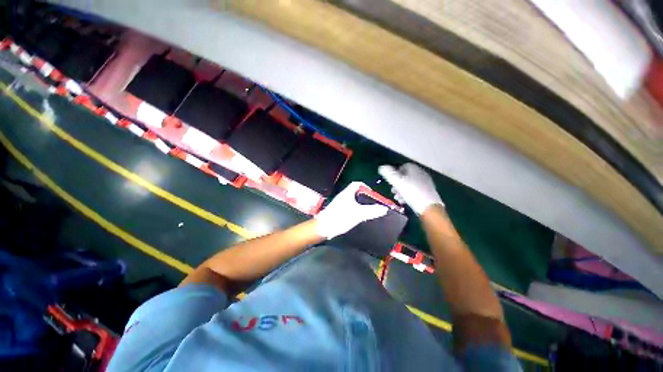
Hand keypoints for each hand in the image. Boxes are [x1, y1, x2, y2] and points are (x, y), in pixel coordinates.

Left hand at [315, 182, 388, 238]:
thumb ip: (371, 211)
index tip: (372, 194)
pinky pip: (349, 206)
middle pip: (356, 192)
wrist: (323, 228)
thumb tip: (384, 209)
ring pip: (353, 200)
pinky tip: (359, 217)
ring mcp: (340, 203)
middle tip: (372, 203)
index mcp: (347, 193)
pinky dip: (355, 209)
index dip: (366, 186)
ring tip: (368, 211)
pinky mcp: (338, 210)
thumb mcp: (358, 214)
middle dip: (365, 197)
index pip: (357, 184)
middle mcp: (343, 196)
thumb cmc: (340, 217)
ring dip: (361, 204)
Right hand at [378, 163, 443, 214]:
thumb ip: (388, 173)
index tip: (391, 181)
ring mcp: (425, 182)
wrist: (429, 206)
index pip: (403, 166)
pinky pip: (415, 190)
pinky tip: (405, 201)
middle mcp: (421, 173)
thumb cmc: (411, 192)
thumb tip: (381, 167)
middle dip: (398, 183)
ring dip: (402, 190)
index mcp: (414, 169)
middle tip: (393, 191)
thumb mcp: (397, 182)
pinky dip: (409, 194)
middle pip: (406, 176)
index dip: (395, 173)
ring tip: (397, 198)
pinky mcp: (428, 191)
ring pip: (410, 184)